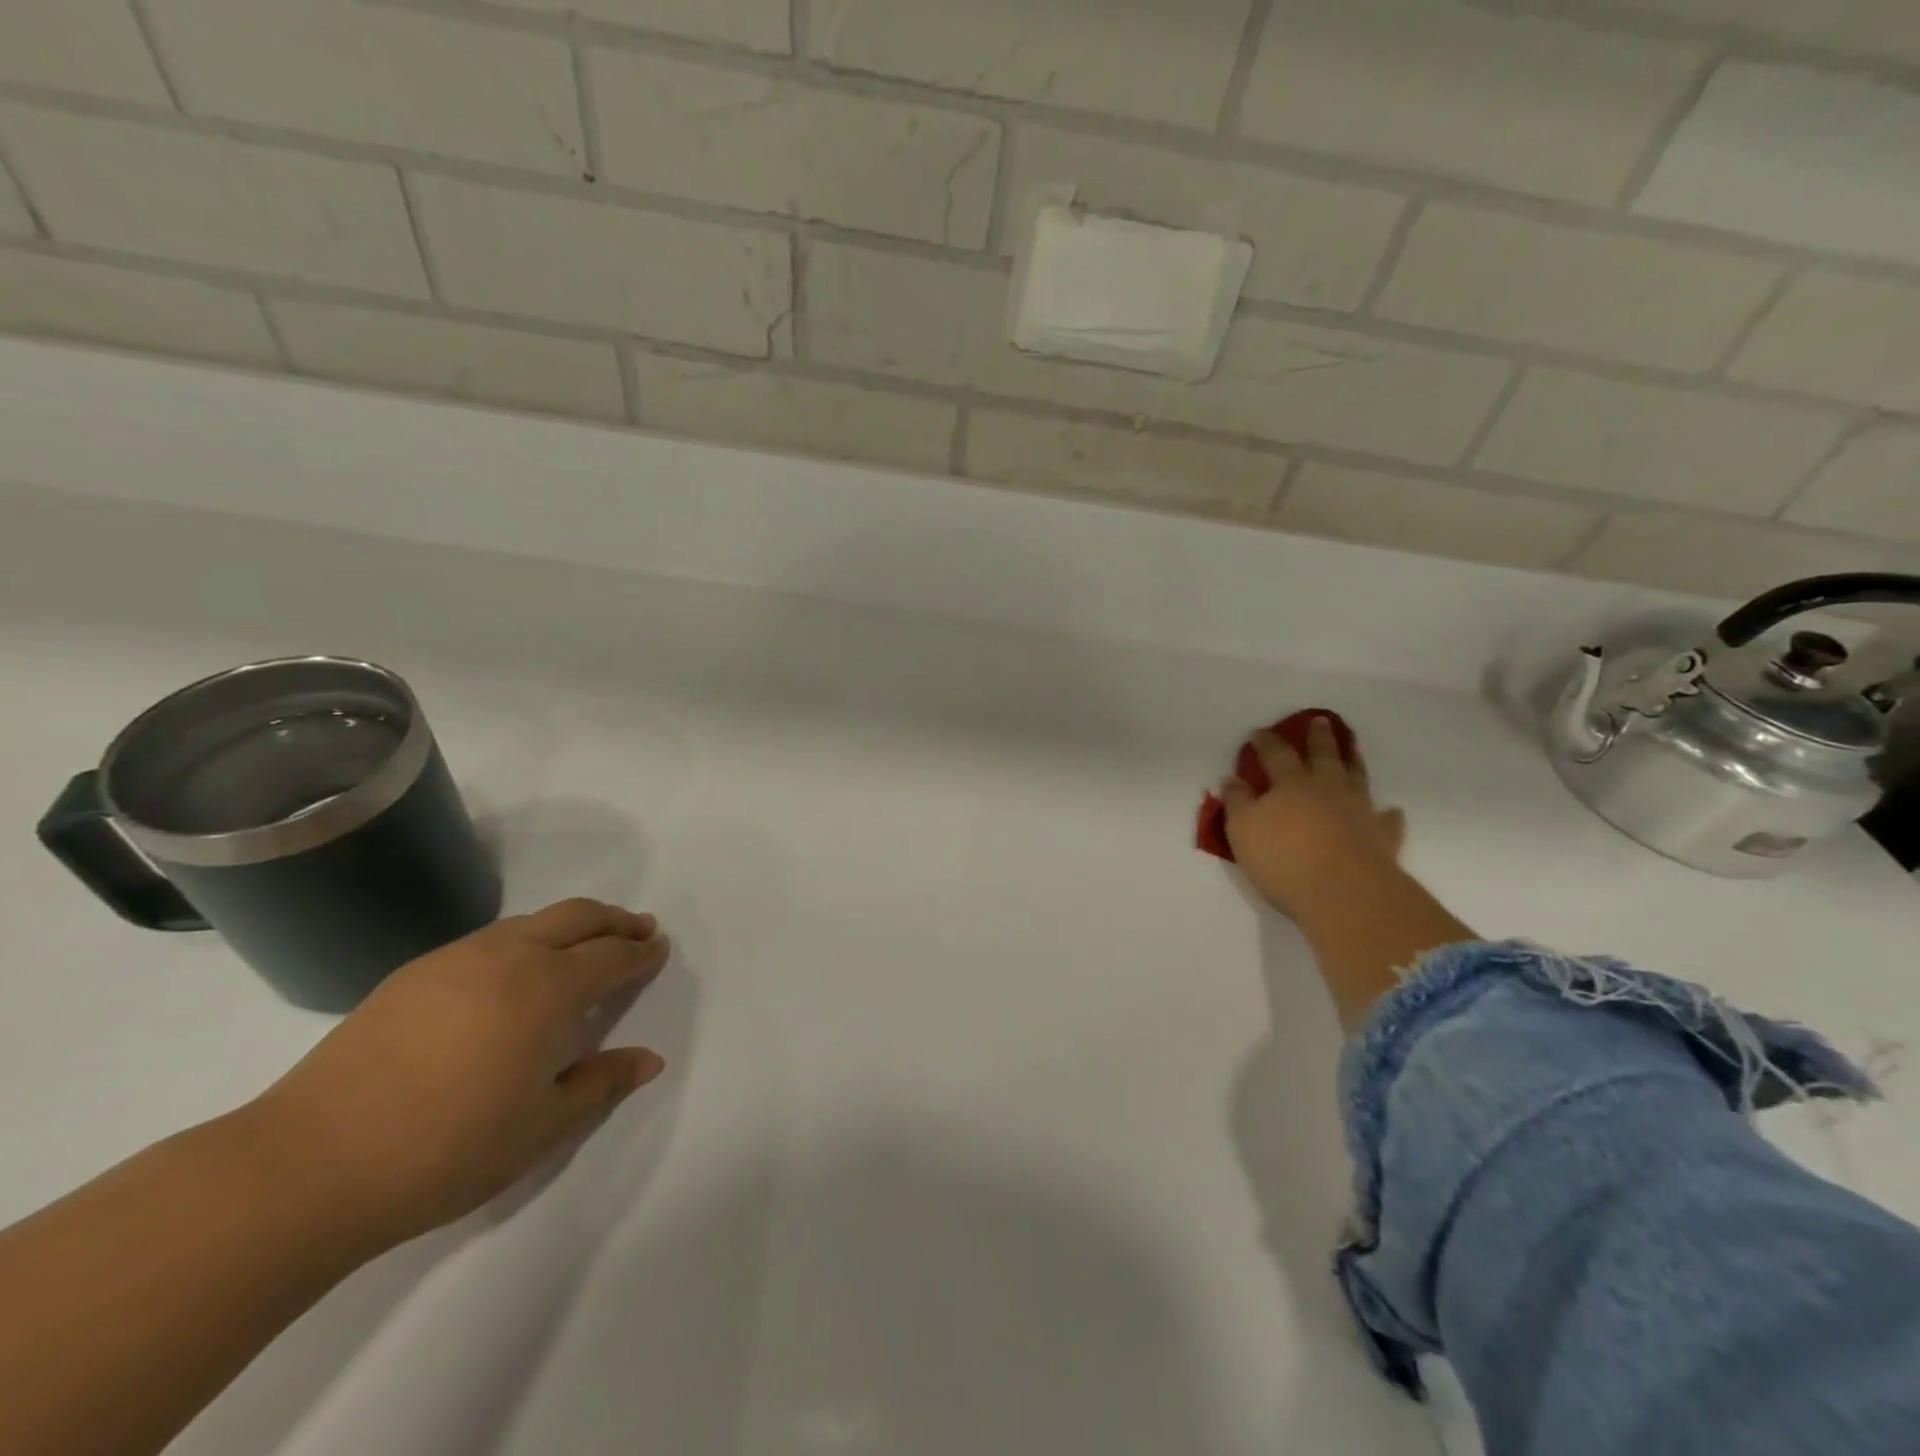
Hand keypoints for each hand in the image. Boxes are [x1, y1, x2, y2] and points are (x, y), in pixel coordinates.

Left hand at [247, 899, 671, 1248]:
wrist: (308, 1164)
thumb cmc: (446, 1150)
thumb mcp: (541, 1127)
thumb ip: (601, 1083)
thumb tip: (649, 1059)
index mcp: (548, 989)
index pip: (611, 956)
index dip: (640, 952)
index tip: (658, 949)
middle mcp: (509, 956)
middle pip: (577, 916)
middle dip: (614, 920)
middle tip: (638, 929)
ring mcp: (455, 959)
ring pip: (530, 921)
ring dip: (569, 925)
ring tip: (583, 945)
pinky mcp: (412, 974)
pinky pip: (489, 938)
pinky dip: (523, 939)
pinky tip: (514, 971)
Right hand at [1220, 715, 1406, 920]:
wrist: (1344, 892)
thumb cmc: (1283, 858)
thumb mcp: (1242, 829)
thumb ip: (1237, 802)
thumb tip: (1233, 779)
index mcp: (1290, 784)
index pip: (1276, 755)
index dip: (1266, 742)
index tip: (1258, 732)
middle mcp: (1327, 789)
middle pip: (1323, 756)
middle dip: (1318, 738)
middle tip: (1320, 721)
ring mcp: (1358, 811)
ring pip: (1357, 778)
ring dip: (1353, 762)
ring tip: (1353, 750)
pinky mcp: (1381, 838)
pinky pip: (1386, 821)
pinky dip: (1388, 815)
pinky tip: (1391, 811)